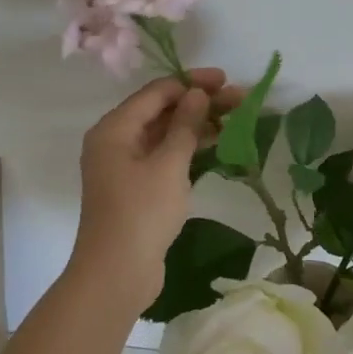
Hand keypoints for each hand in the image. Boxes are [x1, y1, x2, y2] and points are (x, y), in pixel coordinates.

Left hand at [70, 70, 242, 306]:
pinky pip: (164, 156)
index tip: (225, 80)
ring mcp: (125, 166)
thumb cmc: (141, 213)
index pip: (156, 93)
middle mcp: (115, 141)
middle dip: (199, 103)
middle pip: (160, 111)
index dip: (191, 83)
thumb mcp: (168, 165)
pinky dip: (187, 149)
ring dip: (197, 125)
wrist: (117, 273)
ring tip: (235, 121)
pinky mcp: (136, 188)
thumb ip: (185, 125)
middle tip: (239, 100)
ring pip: (164, 134)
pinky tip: (216, 145)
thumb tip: (197, 94)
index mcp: (114, 129)